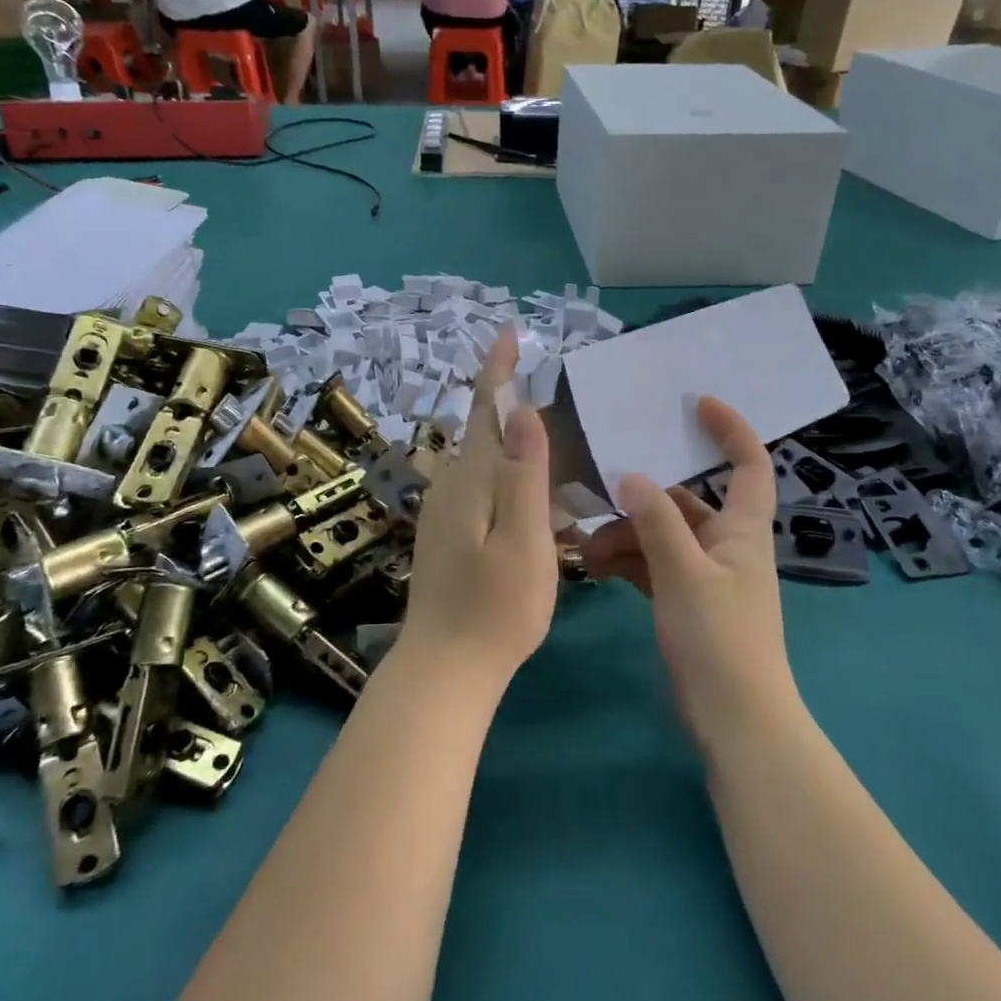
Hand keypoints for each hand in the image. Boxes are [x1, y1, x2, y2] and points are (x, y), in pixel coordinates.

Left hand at [402, 331, 557, 687]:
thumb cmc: (495, 607)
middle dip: (511, 403)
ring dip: (513, 442)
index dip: (498, 369)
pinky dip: (508, 475)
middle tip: (555, 392)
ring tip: (553, 439)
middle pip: (484, 430)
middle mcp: (452, 485)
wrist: (445, 666)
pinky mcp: (448, 534)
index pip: (485, 408)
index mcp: (472, 479)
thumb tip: (525, 410)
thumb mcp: (524, 539)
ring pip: (484, 460)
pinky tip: (533, 493)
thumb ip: (525, 474)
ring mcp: (445, 511)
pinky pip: (483, 487)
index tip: (509, 333)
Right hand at [582, 397, 796, 746]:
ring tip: (586, 549)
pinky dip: (629, 562)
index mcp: (742, 529)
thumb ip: (656, 520)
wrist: (735, 721)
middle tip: (598, 496)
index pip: (749, 465)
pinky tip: (596, 568)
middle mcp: (727, 544)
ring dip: (627, 536)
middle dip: (643, 499)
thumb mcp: (684, 573)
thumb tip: (631, 475)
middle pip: (686, 503)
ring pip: (663, 536)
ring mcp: (706, 574)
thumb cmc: (720, 639)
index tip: (697, 404)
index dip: (730, 430)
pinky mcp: (688, 601)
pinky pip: (655, 566)